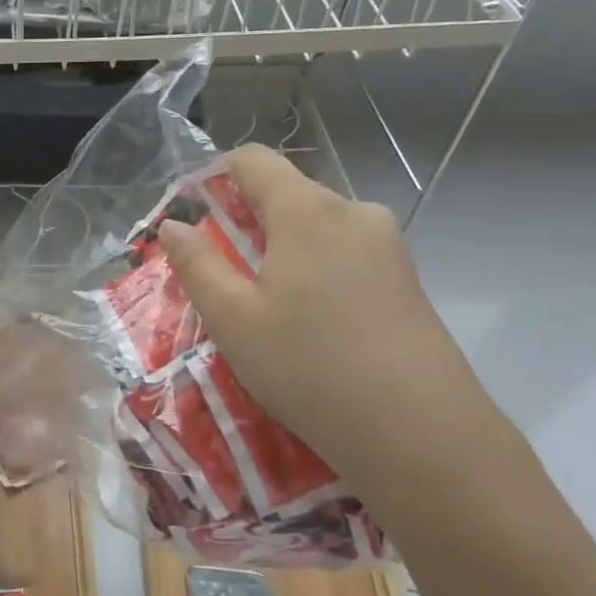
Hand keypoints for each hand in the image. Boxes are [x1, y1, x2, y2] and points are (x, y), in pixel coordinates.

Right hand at [157, 144, 497, 502]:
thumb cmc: (309, 368)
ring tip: (266, 311)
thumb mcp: (233, 319)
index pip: (252, 160)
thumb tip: (173, 225)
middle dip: (246, 225)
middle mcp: (354, 213)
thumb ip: (197, 264)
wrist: (422, 435)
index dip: (213, 178)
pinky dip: (314, 273)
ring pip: (316, 229)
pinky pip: (345, 256)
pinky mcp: (407, 280)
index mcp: (307, 211)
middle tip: (223, 282)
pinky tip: (310, 327)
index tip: (193, 221)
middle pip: (286, 195)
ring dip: (281, 253)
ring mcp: (388, 246)